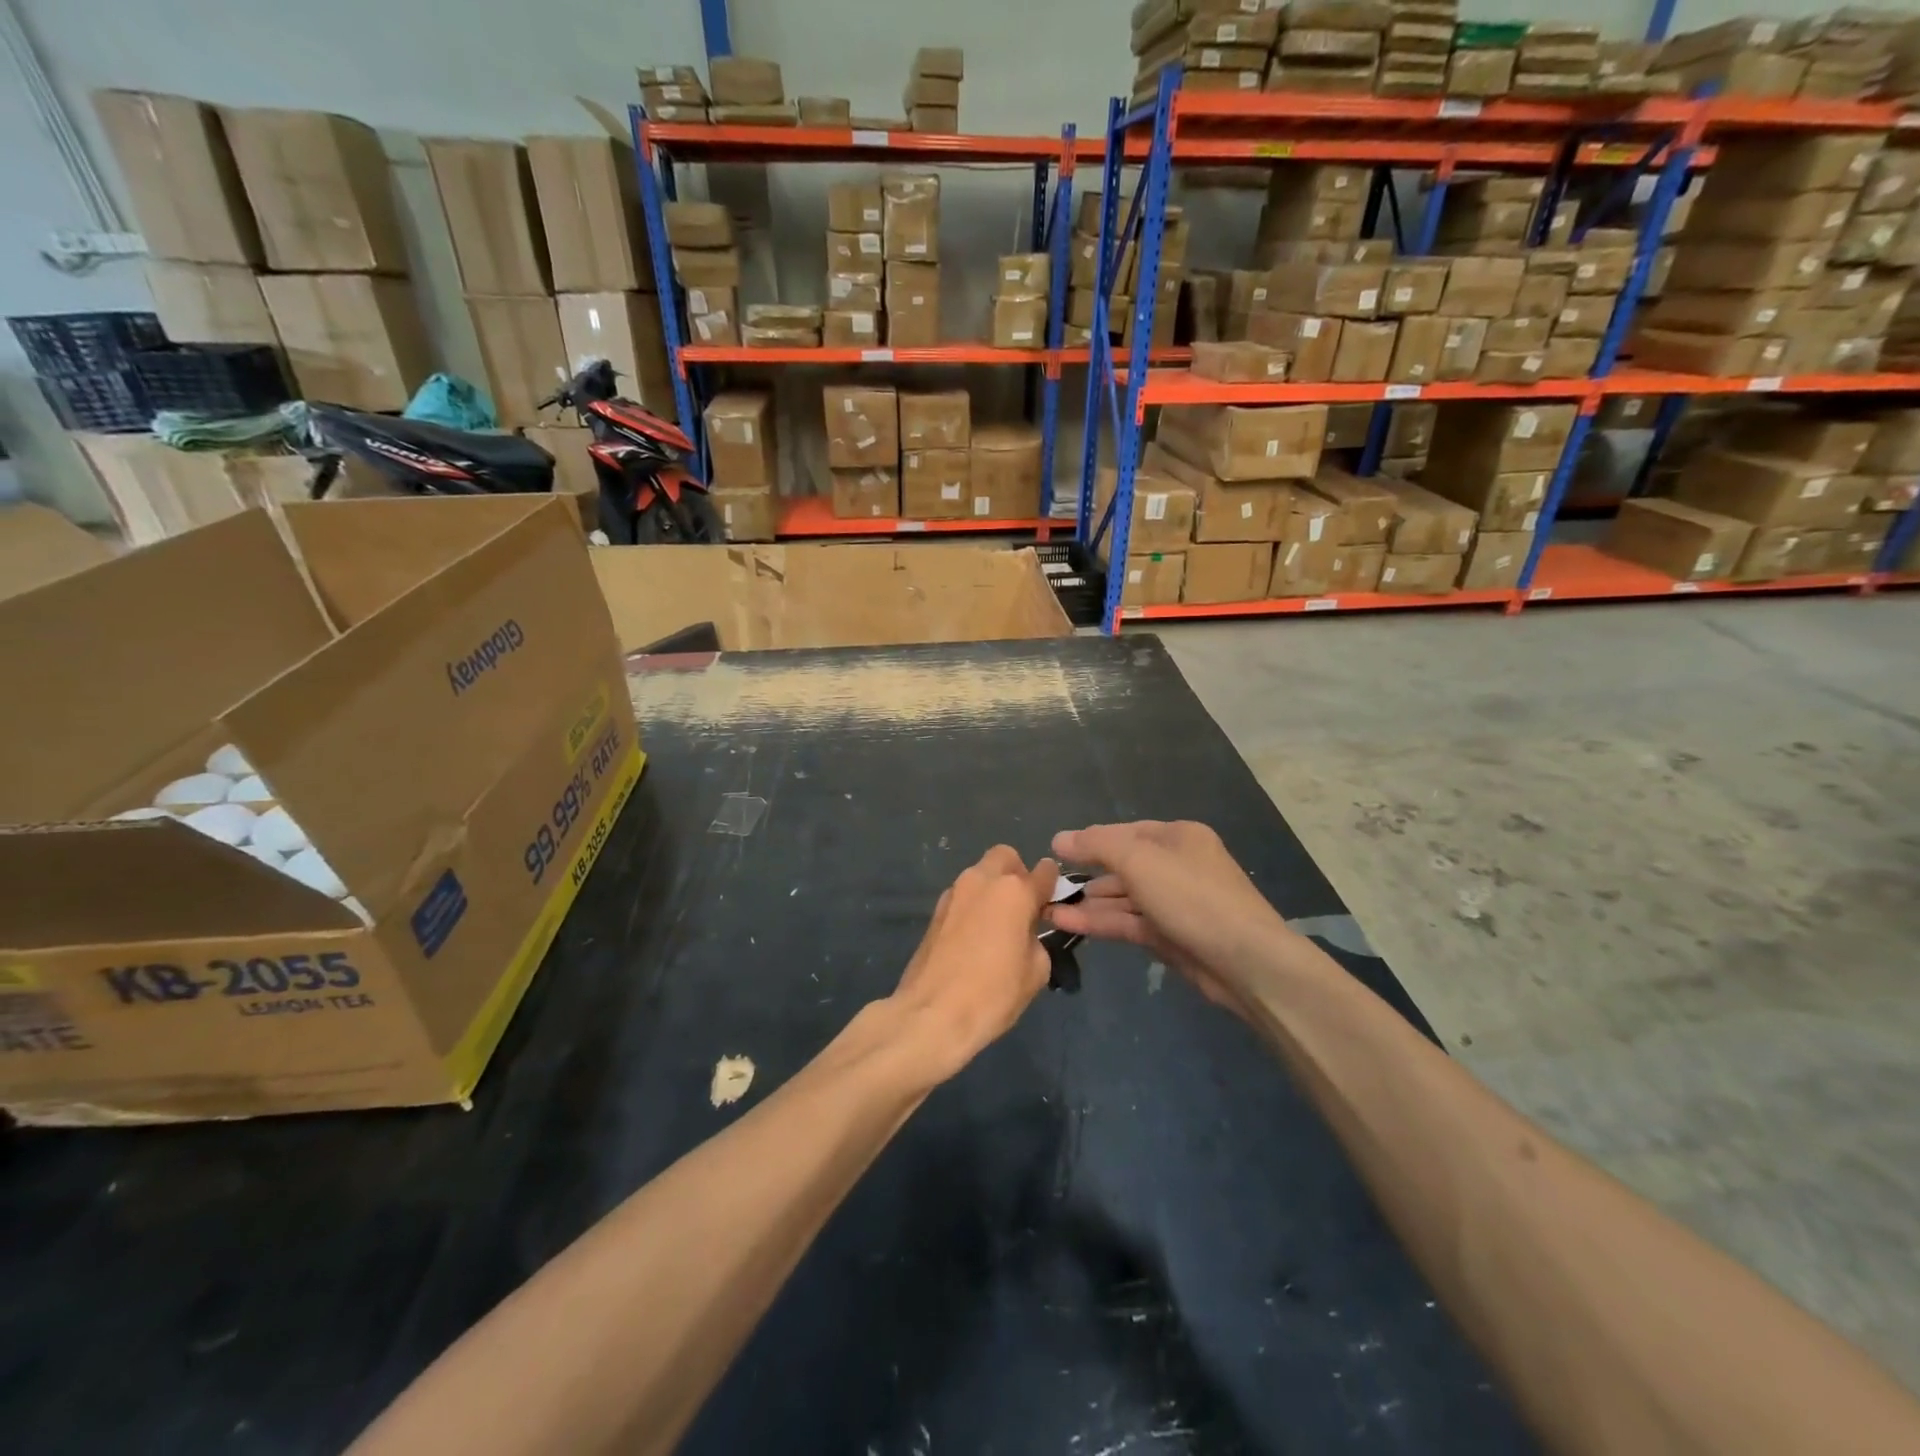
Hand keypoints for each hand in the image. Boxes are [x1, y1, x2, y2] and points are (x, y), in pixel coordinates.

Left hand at [890, 846, 1059, 1080]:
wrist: (932, 1014)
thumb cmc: (993, 993)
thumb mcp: (1036, 971)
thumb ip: (1037, 939)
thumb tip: (1026, 932)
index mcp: (1014, 891)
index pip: (1044, 871)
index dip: (1052, 883)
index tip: (1052, 899)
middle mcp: (982, 881)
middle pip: (1005, 857)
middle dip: (1017, 873)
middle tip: (1022, 907)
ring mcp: (954, 893)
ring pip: (980, 874)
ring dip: (992, 888)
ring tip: (998, 925)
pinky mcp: (935, 910)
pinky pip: (963, 895)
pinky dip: (974, 905)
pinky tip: (975, 937)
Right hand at [1047, 821, 1298, 1019]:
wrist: (1245, 961)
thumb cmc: (1191, 897)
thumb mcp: (1139, 860)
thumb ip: (1096, 845)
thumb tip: (1060, 838)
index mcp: (1178, 837)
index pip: (1124, 832)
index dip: (1089, 841)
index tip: (1055, 852)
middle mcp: (1177, 865)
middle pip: (1123, 865)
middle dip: (1086, 875)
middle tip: (1048, 887)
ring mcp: (1175, 903)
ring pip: (1123, 898)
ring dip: (1088, 903)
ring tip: (1048, 909)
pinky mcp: (1171, 936)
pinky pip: (1129, 922)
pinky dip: (1101, 922)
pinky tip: (1067, 923)